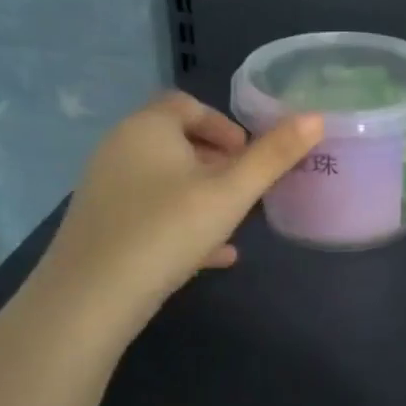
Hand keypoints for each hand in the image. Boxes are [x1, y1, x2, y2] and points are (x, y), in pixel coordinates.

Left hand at [37, 91, 322, 337]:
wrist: (89, 301)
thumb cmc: (167, 230)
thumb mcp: (231, 193)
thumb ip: (274, 155)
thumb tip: (316, 118)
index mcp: (147, 128)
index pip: (186, 104)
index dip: (222, 124)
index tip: (247, 154)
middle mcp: (119, 149)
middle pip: (175, 141)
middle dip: (216, 161)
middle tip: (245, 187)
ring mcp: (105, 189)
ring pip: (163, 180)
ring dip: (201, 193)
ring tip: (233, 219)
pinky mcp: (101, 226)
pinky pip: (148, 214)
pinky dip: (180, 223)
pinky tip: (214, 256)